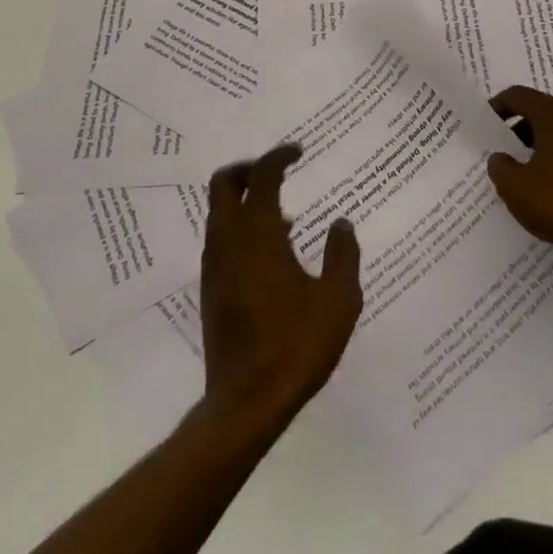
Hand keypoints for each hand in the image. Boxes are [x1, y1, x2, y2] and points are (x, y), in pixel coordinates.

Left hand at [199, 144, 362, 430]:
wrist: (246, 402)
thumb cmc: (296, 346)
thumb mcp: (338, 301)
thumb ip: (343, 256)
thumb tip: (341, 225)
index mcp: (259, 233)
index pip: (263, 175)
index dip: (279, 155)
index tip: (298, 151)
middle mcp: (229, 240)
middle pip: (224, 182)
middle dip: (248, 168)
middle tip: (277, 170)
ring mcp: (214, 264)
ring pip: (219, 211)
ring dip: (244, 199)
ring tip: (283, 214)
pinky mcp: (210, 287)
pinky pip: (221, 237)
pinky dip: (240, 226)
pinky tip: (272, 252)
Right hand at [488, 86, 552, 266]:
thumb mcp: (514, 187)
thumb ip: (500, 166)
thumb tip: (501, 158)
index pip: (520, 96)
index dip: (499, 105)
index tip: (487, 121)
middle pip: (544, 110)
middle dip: (522, 125)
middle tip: (506, 145)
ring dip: (544, 141)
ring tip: (528, 167)